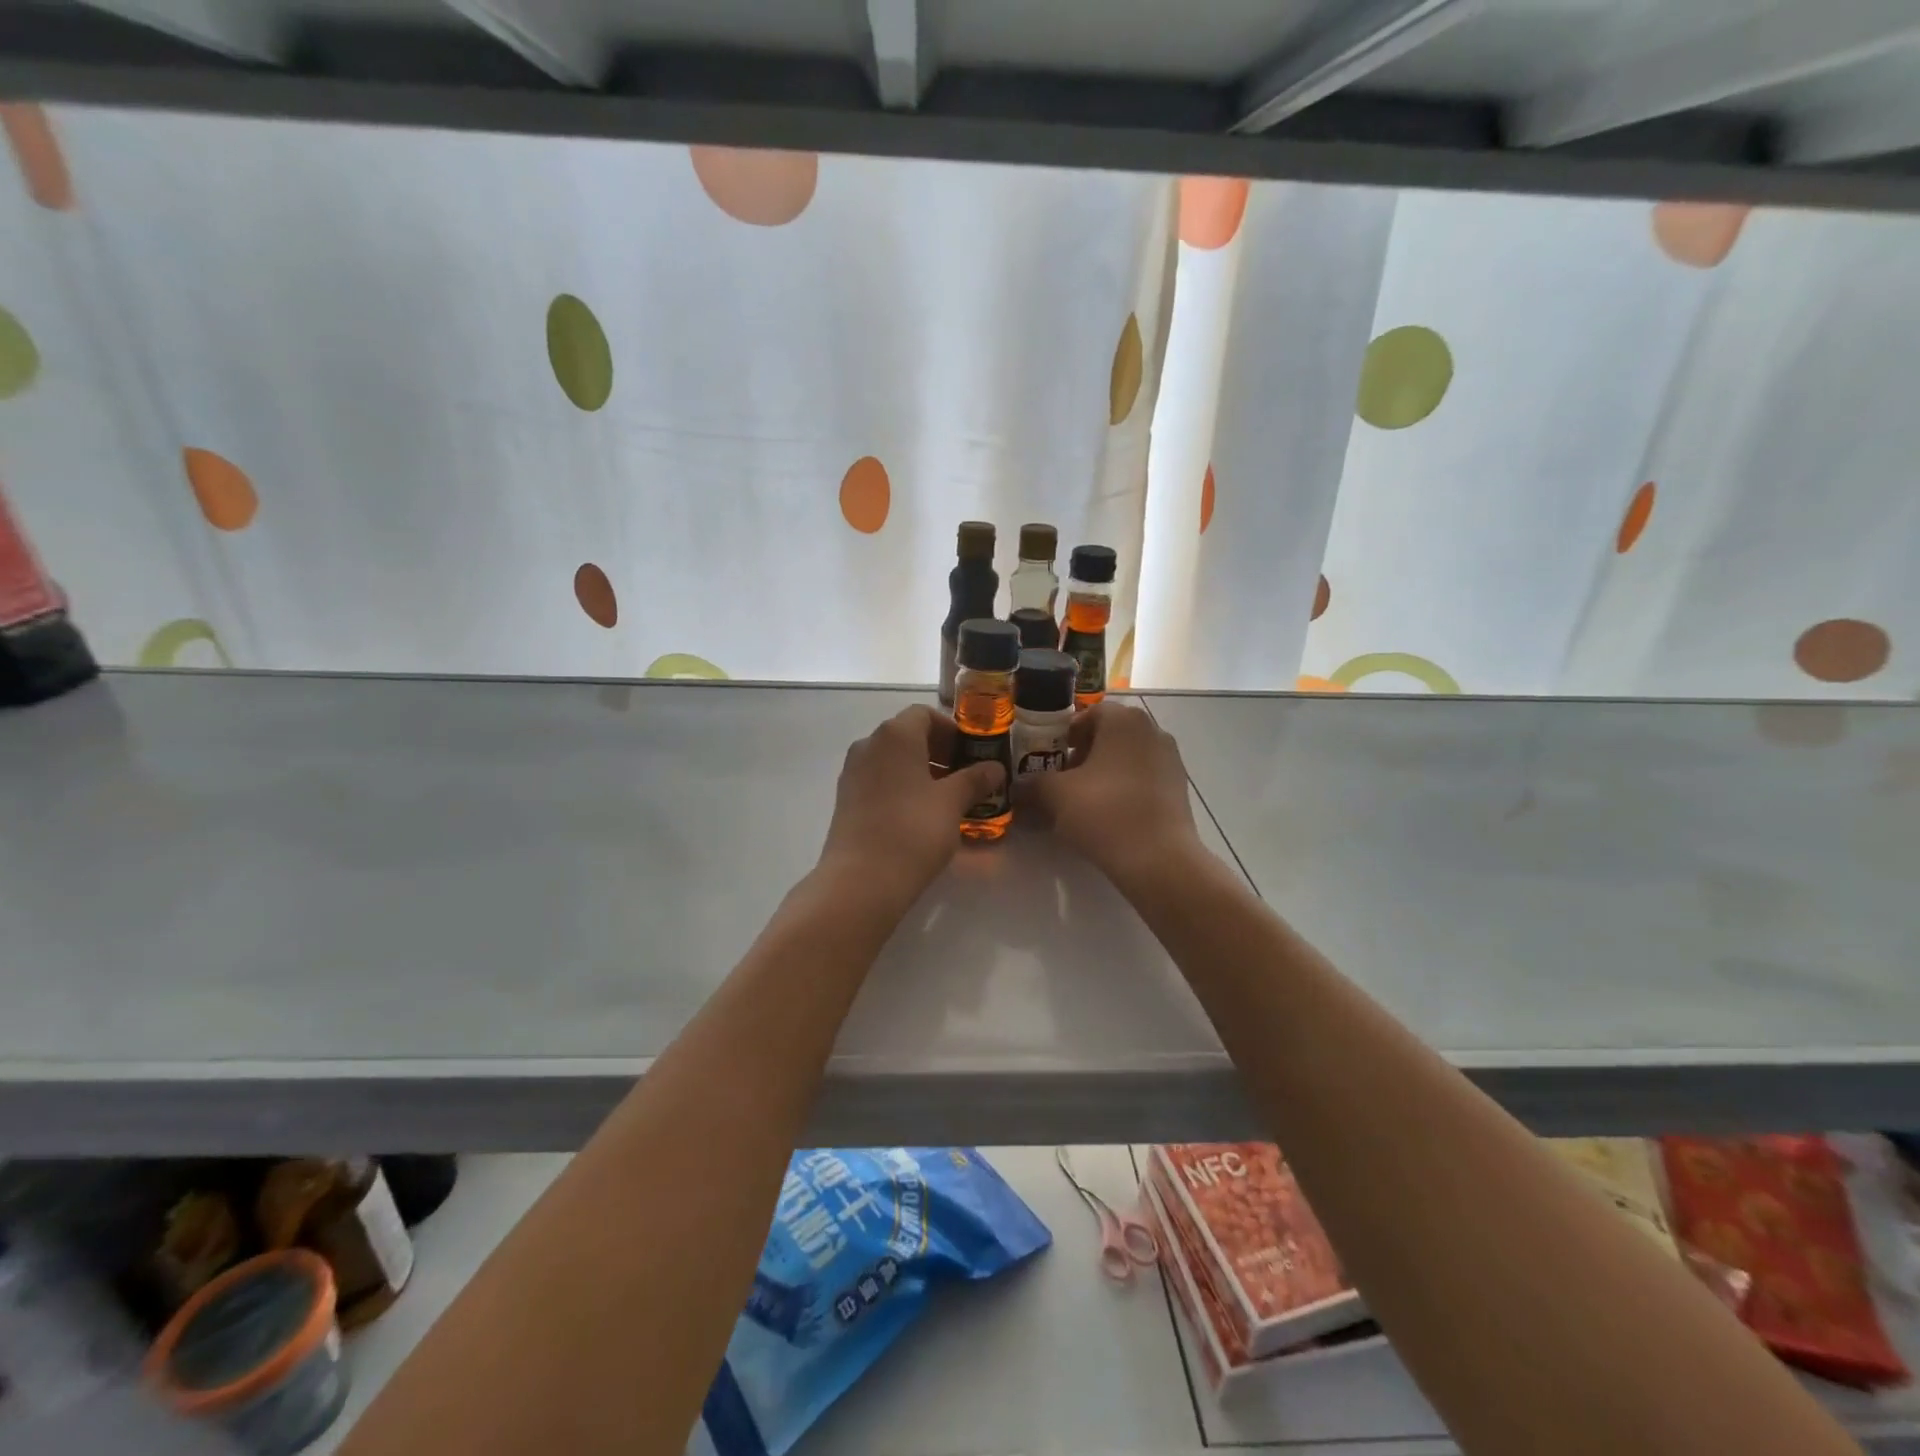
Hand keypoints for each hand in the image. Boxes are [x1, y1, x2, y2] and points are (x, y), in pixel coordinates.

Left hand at [816, 705, 1005, 906]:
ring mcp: (852, 772)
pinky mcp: (845, 799)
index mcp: (895, 735)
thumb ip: (975, 779)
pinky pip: (879, 780)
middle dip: (938, 752)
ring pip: (893, 760)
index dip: (952, 731)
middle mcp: (869, 744)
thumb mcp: (952, 803)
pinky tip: (920, 815)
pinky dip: (901, 787)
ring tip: (946, 800)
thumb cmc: (913, 830)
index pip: (925, 714)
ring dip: (920, 771)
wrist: (862, 879)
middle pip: (908, 735)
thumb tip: (994, 768)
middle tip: (964, 778)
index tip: (971, 755)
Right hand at [1026, 702, 1201, 887]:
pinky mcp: (1179, 788)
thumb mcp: (1055, 795)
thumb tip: (1018, 786)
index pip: (1088, 714)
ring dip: (1103, 773)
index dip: (1065, 735)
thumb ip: (1032, 783)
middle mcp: (1152, 730)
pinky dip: (1124, 789)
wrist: (1158, 859)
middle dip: (1083, 755)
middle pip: (1109, 735)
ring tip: (1083, 802)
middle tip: (1062, 781)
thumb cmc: (1104, 812)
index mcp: (1123, 720)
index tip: (1049, 759)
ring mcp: (1170, 759)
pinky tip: (1109, 816)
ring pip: (1126, 758)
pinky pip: (1143, 778)